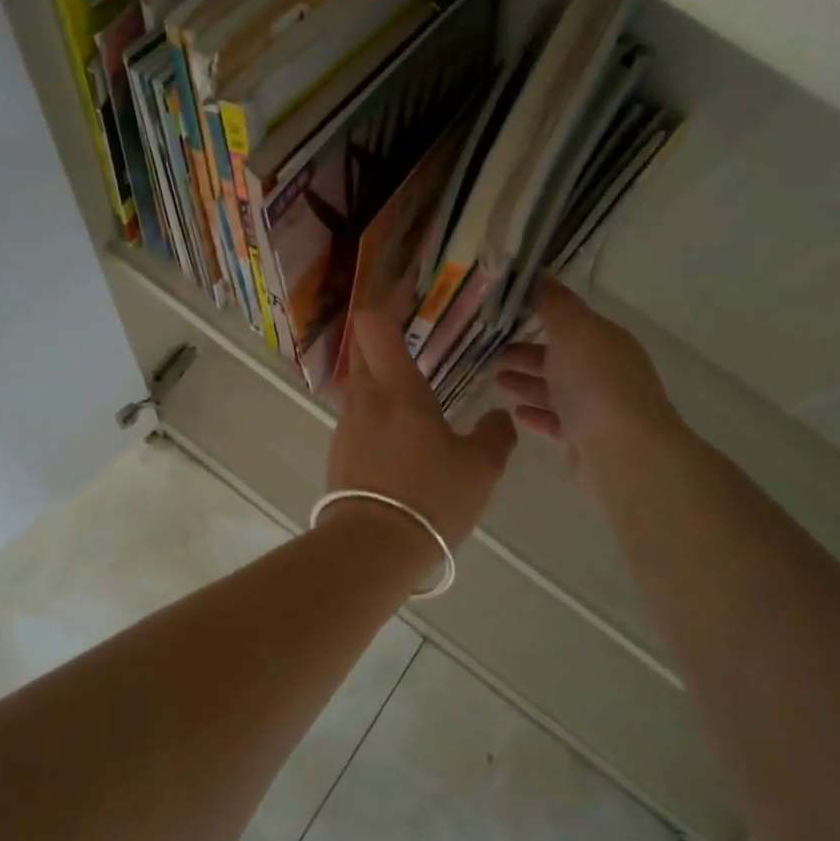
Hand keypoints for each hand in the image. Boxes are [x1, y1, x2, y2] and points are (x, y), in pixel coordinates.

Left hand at [325, 304, 517, 549]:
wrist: (372, 549)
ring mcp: (347, 425)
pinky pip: (358, 416)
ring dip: (381, 376)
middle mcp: (365, 397)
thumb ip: (495, 435)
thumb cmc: (430, 497)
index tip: (405, 291)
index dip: (385, 300)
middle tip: (414, 333)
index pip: (373, 324)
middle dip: (383, 333)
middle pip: (363, 347)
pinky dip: (377, 410)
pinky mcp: (339, 452)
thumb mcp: (480, 468)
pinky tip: (402, 434)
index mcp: (397, 388)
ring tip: (416, 389)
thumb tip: (499, 419)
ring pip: (361, 383)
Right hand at [496, 279, 684, 508]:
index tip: (501, 313)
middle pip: (559, 356)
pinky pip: (556, 421)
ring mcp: (597, 407)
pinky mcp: (585, 439)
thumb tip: (540, 273)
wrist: (623, 453)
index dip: (537, 314)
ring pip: (555, 389)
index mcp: (605, 340)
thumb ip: (554, 303)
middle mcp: (604, 370)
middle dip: (525, 352)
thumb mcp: (573, 330)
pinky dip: (536, 414)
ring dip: (526, 382)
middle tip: (488, 352)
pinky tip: (514, 413)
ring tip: (495, 380)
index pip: (569, 321)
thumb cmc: (596, 383)